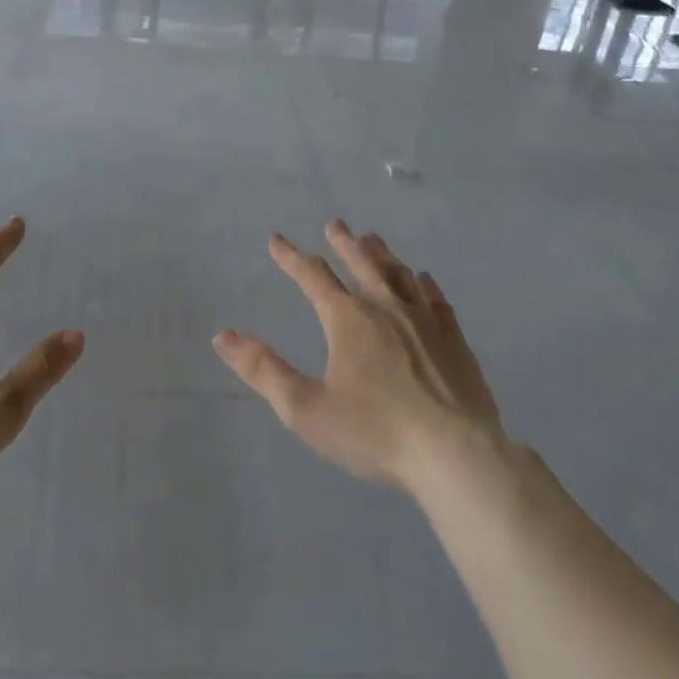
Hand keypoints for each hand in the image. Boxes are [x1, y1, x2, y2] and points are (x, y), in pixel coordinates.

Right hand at [214, 219, 503, 495]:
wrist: (456, 455)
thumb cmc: (375, 432)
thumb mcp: (306, 409)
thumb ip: (264, 370)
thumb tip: (222, 336)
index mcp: (347, 319)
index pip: (312, 276)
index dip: (291, 257)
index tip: (276, 240)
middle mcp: (385, 307)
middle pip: (361, 263)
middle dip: (344, 242)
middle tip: (335, 224)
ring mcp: (424, 320)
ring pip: (399, 274)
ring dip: (382, 254)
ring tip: (373, 239)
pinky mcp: (454, 340)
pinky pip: (436, 299)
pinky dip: (424, 284)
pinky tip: (423, 279)